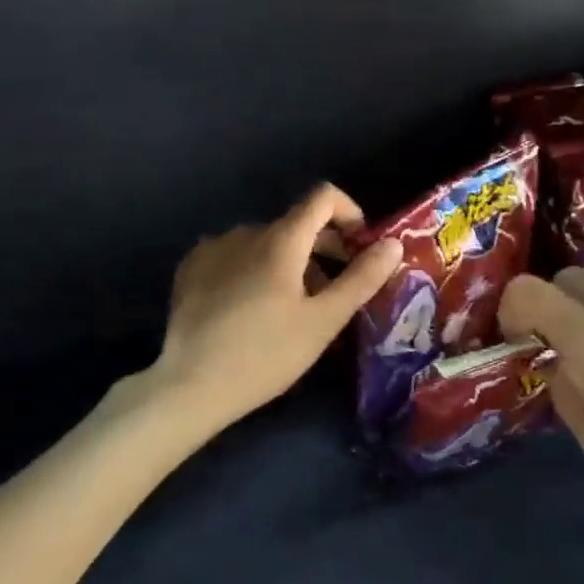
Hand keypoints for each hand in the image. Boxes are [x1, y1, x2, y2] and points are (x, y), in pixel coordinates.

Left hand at [149, 183, 403, 434]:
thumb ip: (361, 279)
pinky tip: (252, 308)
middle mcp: (244, 232)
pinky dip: (254, 269)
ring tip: (294, 307)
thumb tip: (392, 244)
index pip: (322, 197)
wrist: (192, 385)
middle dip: (323, 247)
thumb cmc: (267, 355)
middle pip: (294, 223)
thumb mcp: (323, 321)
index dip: (349, 213)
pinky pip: (234, 256)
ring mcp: (212, 248)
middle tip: (335, 289)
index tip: (359, 248)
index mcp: (280, 239)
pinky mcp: (190, 269)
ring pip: (264, 242)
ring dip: (288, 262)